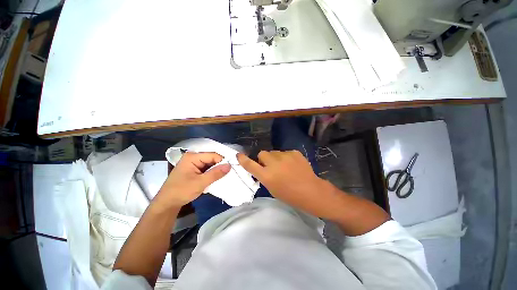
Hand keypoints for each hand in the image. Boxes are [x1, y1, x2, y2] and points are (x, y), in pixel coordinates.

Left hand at [155, 152, 230, 208]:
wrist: (167, 203)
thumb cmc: (182, 191)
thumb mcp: (200, 183)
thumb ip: (216, 173)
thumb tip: (229, 166)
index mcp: (192, 157)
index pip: (213, 155)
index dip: (222, 162)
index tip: (230, 170)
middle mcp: (193, 157)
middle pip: (211, 159)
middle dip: (219, 166)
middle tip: (228, 174)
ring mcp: (192, 163)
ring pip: (209, 164)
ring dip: (216, 171)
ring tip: (223, 177)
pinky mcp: (193, 169)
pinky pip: (206, 168)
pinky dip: (211, 173)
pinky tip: (215, 178)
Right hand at [237, 151, 338, 218]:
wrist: (311, 191)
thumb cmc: (290, 195)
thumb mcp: (272, 188)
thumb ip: (264, 176)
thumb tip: (261, 167)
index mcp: (267, 175)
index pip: (250, 165)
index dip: (243, 160)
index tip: (239, 155)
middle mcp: (274, 163)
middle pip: (262, 153)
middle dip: (264, 159)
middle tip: (271, 166)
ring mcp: (285, 156)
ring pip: (274, 152)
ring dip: (276, 158)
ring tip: (285, 167)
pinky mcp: (294, 152)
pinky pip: (285, 153)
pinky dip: (286, 158)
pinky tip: (293, 165)